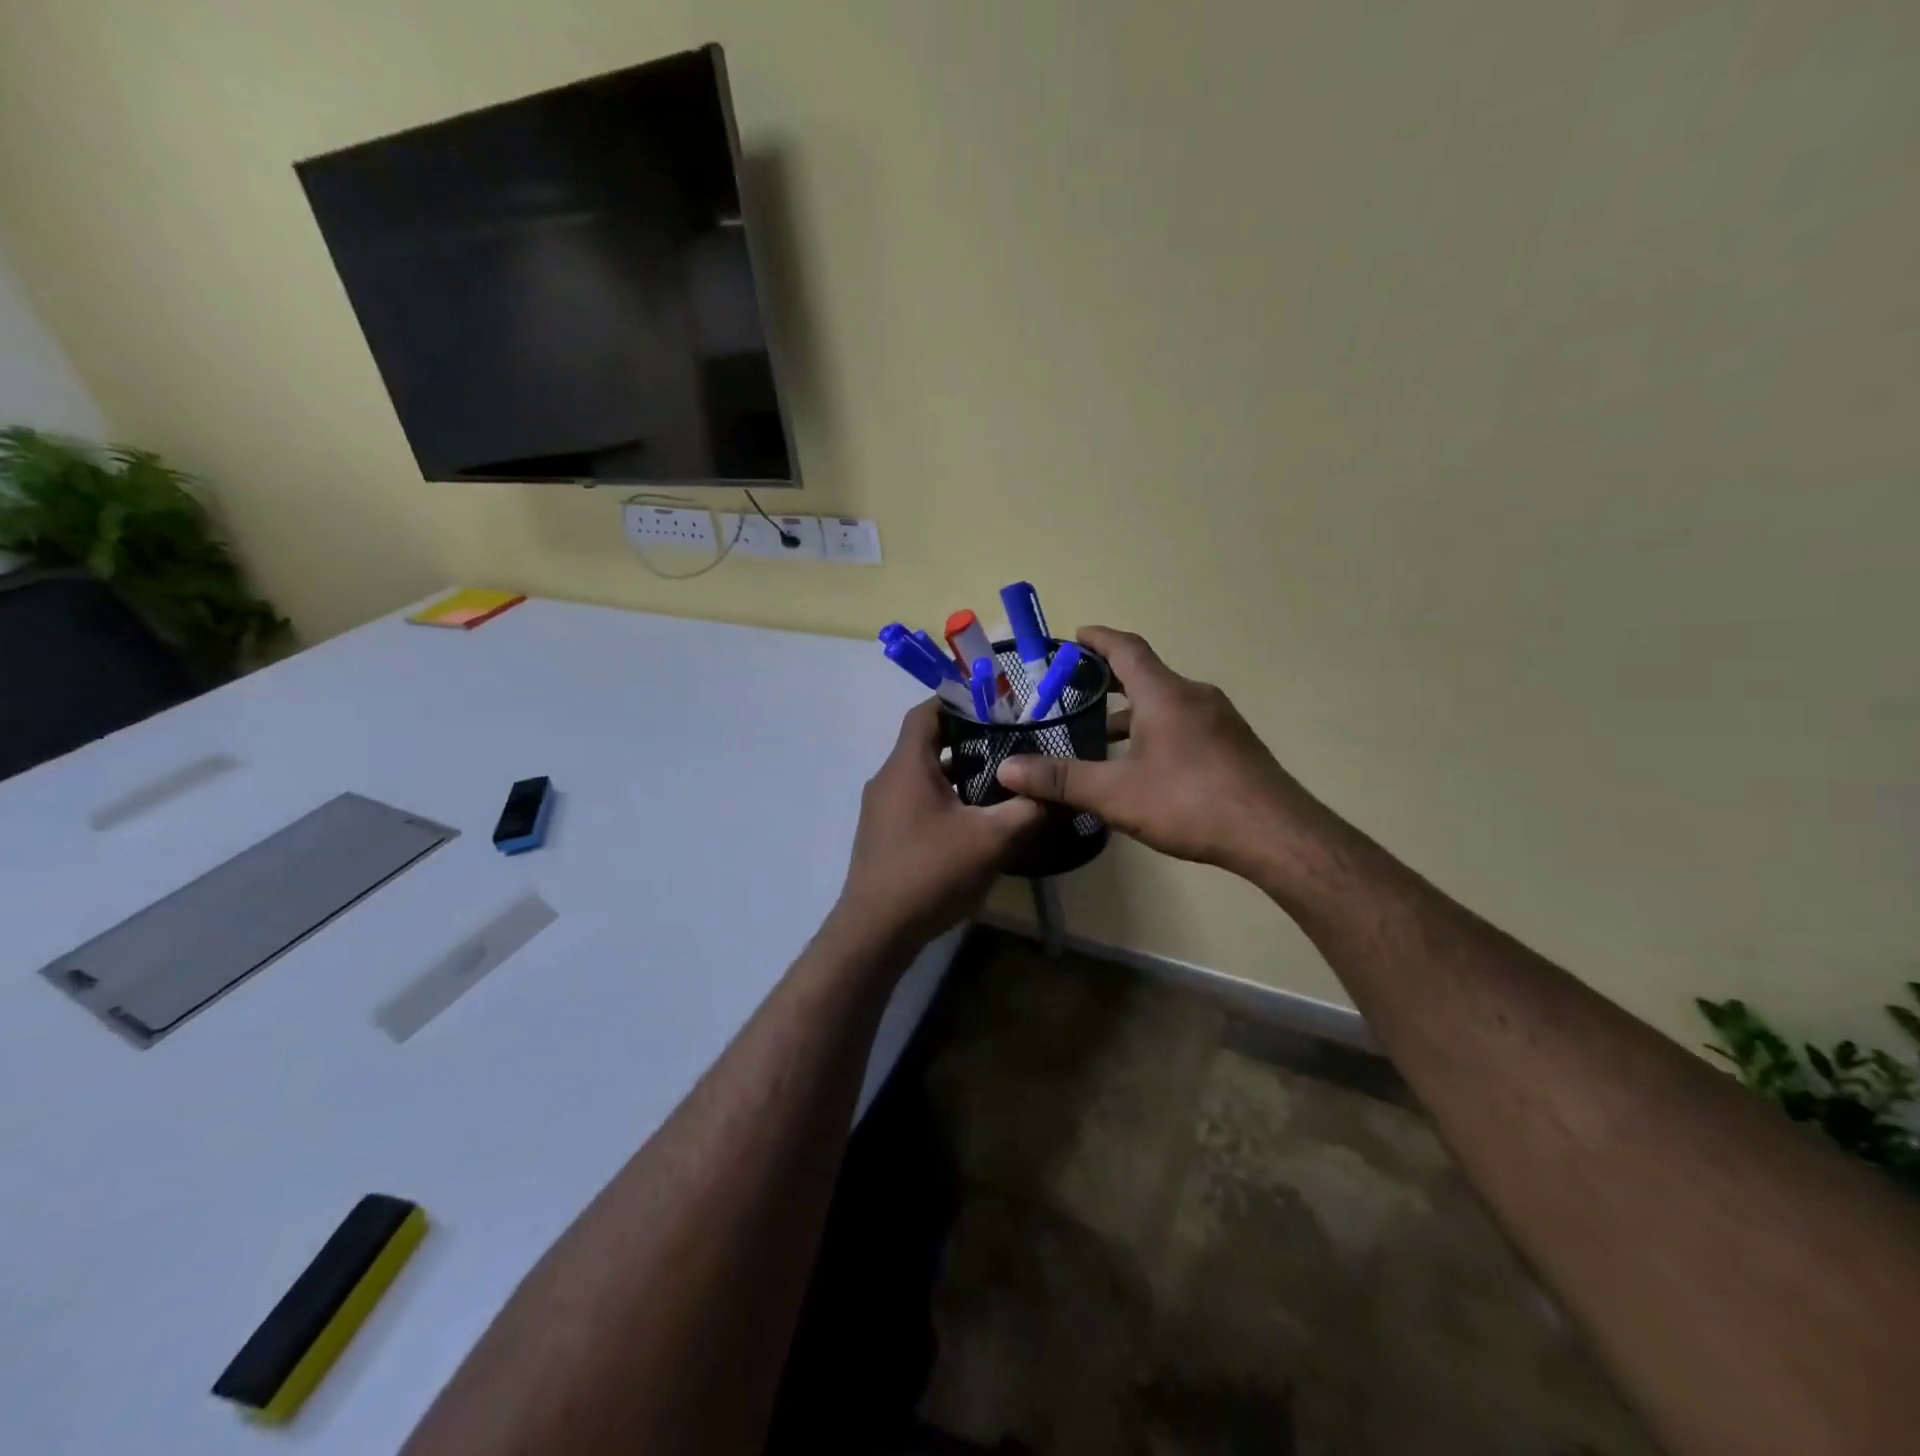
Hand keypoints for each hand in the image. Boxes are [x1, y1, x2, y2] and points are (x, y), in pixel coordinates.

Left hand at [833, 701, 1042, 958]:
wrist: (876, 930)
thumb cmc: (931, 872)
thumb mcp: (991, 839)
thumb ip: (1028, 811)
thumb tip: (1059, 794)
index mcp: (907, 766)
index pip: (927, 712)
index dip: (959, 701)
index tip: (996, 704)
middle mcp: (888, 779)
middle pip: (926, 742)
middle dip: (967, 738)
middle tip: (1009, 740)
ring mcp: (882, 808)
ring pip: (922, 774)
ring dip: (957, 772)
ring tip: (1000, 777)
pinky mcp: (884, 834)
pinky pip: (916, 799)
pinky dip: (944, 796)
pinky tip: (974, 818)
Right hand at [996, 626, 1331, 882]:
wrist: (1274, 833)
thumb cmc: (1189, 802)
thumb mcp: (1116, 793)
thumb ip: (1061, 779)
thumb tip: (1007, 770)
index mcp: (1164, 694)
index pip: (1126, 649)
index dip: (1098, 640)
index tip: (1075, 637)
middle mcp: (1194, 696)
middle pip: (1146, 674)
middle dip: (1109, 679)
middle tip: (1075, 690)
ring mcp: (1220, 720)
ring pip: (1167, 702)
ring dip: (1133, 711)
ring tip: (1102, 736)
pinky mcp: (1234, 745)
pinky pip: (1185, 722)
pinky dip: (1157, 729)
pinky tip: (1145, 765)